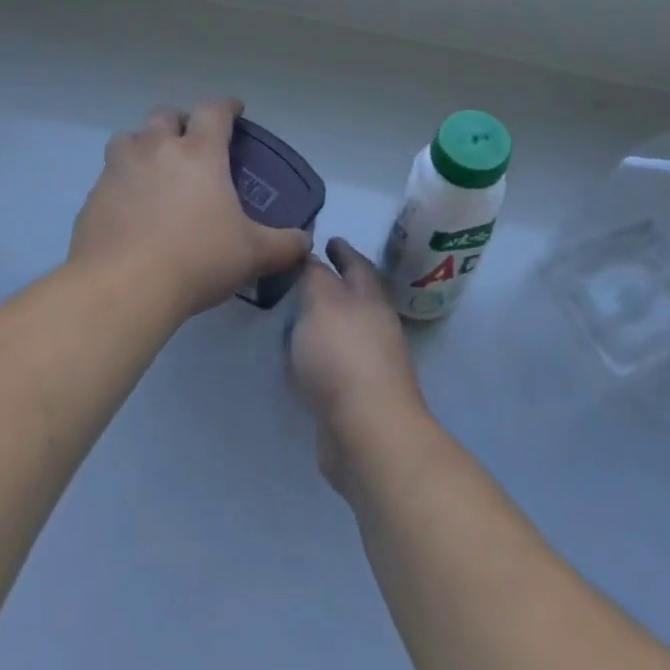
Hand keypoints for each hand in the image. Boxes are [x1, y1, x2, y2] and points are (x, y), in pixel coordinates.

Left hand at [69, 99, 311, 321]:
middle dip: (180, 122)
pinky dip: (122, 182)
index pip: (214, 111)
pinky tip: (131, 208)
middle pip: (165, 115)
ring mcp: (119, 169)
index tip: (234, 111)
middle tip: (191, 143)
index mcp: (198, 153)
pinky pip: (109, 176)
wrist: (123, 287)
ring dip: (144, 145)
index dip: (227, 106)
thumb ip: (284, 245)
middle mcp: (156, 149)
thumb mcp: (252, 254)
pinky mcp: (94, 196)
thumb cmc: (197, 260)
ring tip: (154, 169)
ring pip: (129, 139)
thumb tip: (305, 243)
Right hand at [288, 239, 430, 494]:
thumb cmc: (343, 355)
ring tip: (295, 314)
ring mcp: (368, 364)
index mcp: (371, 299)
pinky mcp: (355, 396)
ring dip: (324, 322)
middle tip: (305, 275)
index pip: (358, 265)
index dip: (343, 251)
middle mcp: (375, 328)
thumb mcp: (322, 302)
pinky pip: (333, 365)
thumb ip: (315, 277)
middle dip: (335, 285)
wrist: (367, 430)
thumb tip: (314, 260)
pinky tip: (297, 359)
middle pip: (355, 299)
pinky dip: (317, 356)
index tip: (329, 239)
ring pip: (343, 333)